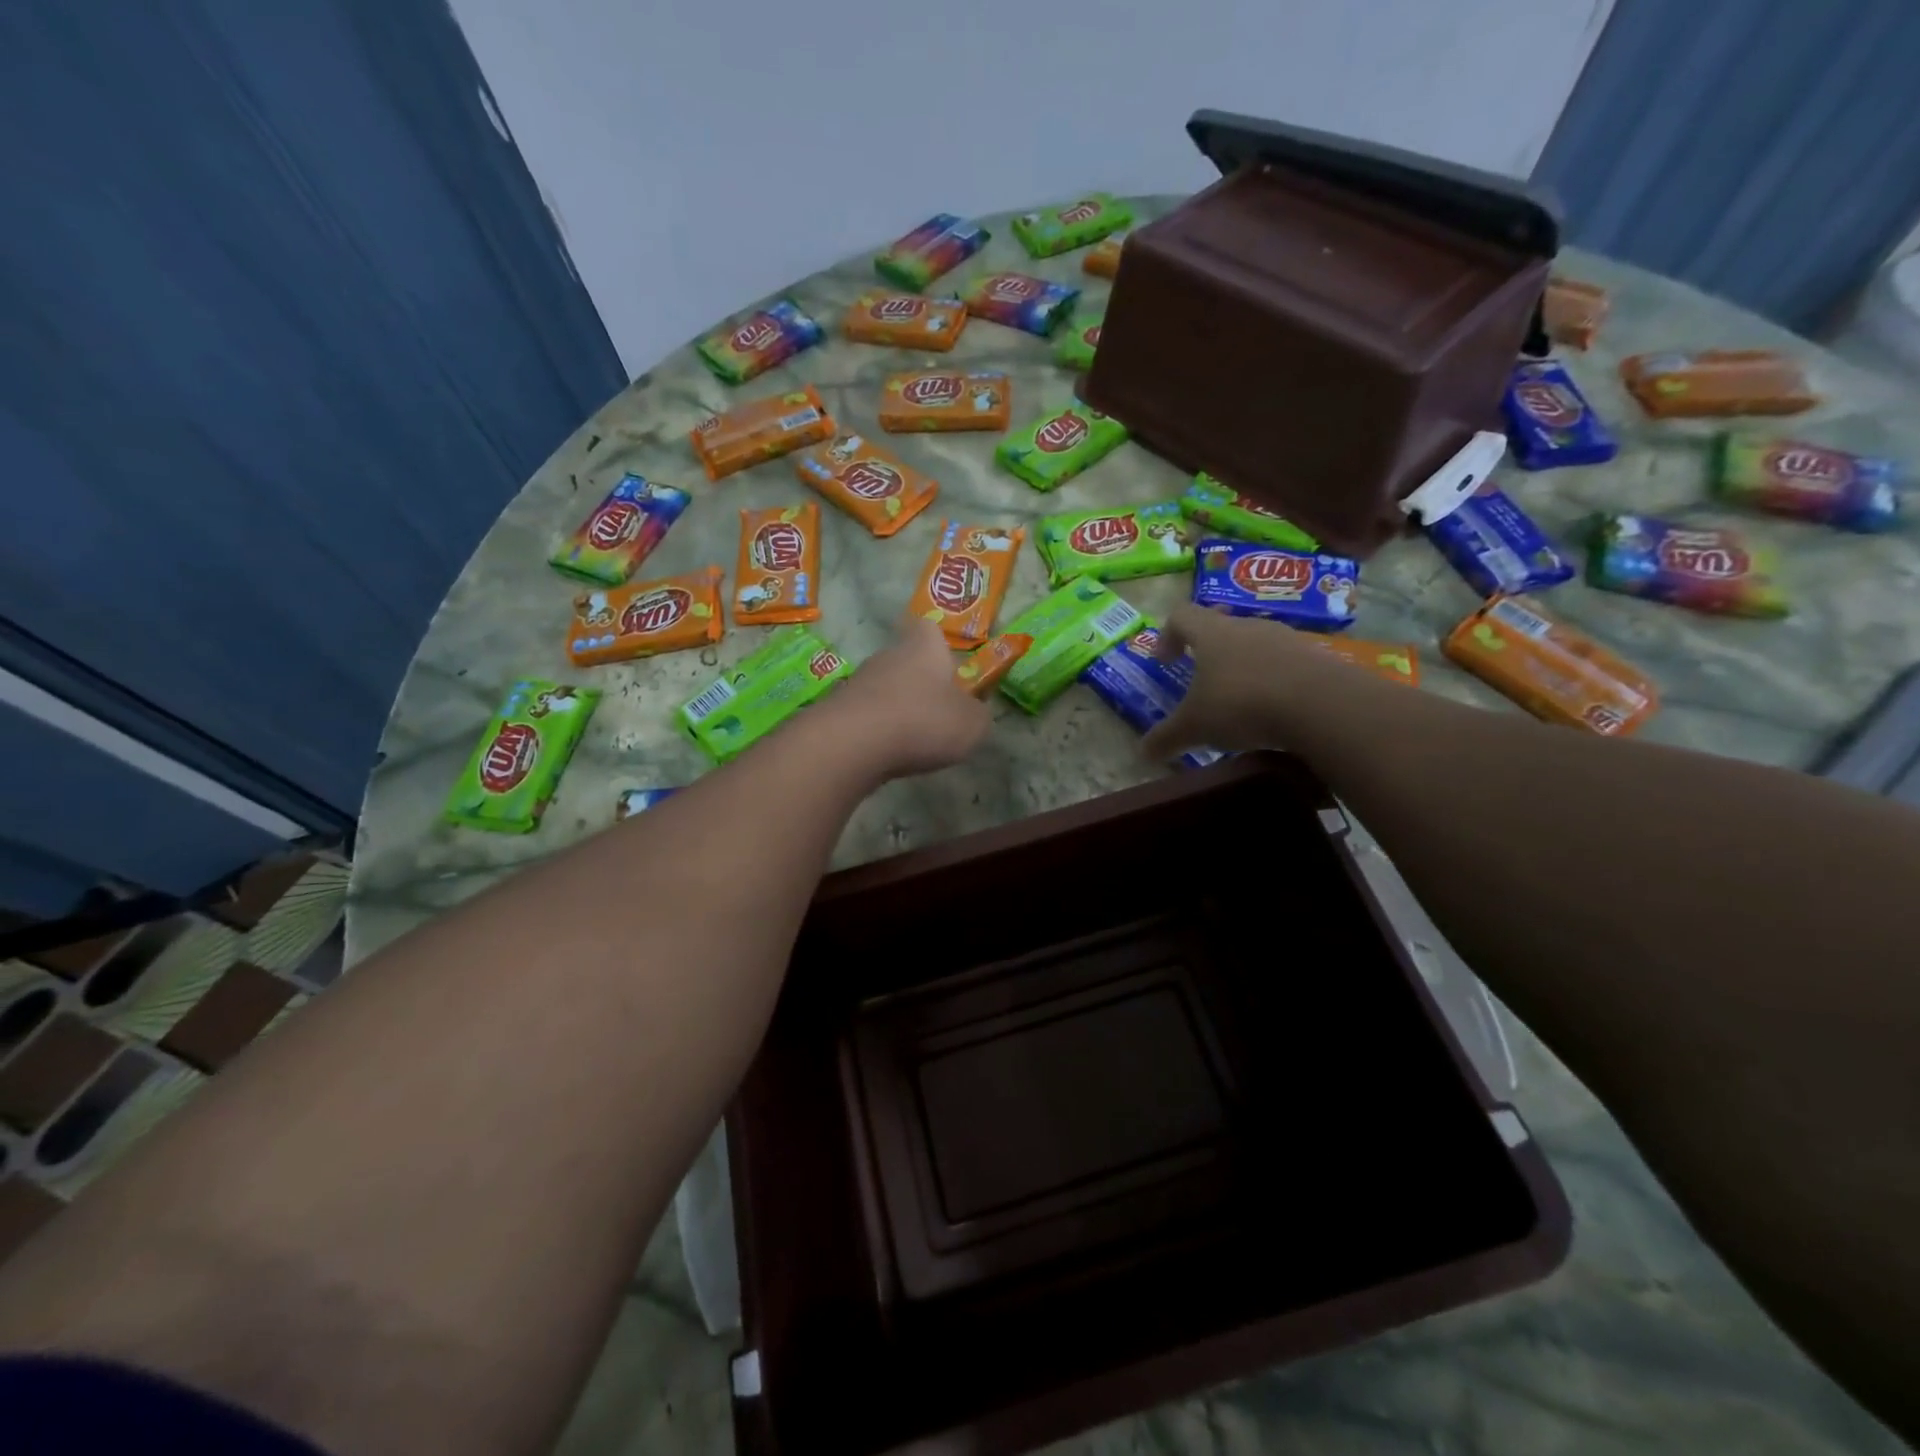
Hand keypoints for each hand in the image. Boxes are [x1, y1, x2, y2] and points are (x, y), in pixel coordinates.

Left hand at [825, 617, 990, 779]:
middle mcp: (889, 655)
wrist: (852, 743)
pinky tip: (888, 752)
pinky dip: (878, 730)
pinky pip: (868, 715)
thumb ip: (978, 715)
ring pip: (886, 689)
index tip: (949, 666)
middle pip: (907, 661)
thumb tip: (973, 712)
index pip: (929, 629)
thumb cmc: (923, 721)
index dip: (939, 644)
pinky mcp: (839, 709)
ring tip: (914, 740)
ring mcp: (859, 681)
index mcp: (924, 646)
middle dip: (921, 683)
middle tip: (938, 713)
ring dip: (899, 708)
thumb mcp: (972, 724)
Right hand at [1140, 604, 1321, 761]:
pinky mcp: (1317, 658)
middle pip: (1221, 627)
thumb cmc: (1242, 705)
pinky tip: (1274, 712)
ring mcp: (1286, 639)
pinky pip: (1286, 665)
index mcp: (1212, 633)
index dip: (1167, 635)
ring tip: (1239, 701)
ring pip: (1256, 645)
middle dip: (1208, 653)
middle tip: (1201, 681)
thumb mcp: (1195, 728)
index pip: (1181, 616)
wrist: (1323, 706)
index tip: (1164, 662)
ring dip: (1243, 667)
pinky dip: (1274, 683)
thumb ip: (1167, 738)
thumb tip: (1142, 753)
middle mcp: (1248, 626)